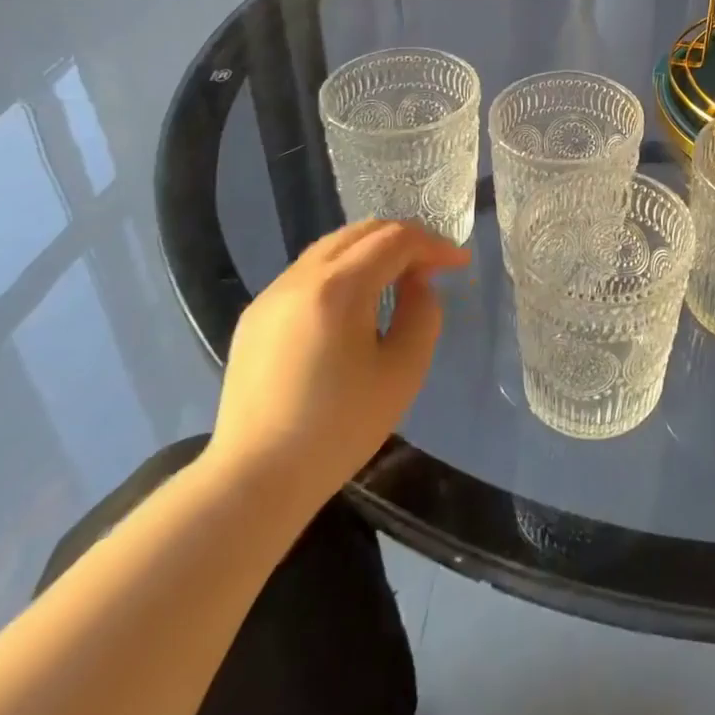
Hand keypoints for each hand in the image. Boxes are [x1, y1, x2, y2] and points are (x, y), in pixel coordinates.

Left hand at [205, 220, 468, 514]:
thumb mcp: (404, 370)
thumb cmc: (339, 428)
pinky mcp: (255, 316)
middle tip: (433, 265)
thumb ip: (423, 312)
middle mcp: (300, 278)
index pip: (396, 240)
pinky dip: (343, 269)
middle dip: (405, 239)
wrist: (254, 482)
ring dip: (373, 251)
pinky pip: (309, 272)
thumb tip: (417, 283)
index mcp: (338, 288)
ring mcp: (271, 294)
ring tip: (399, 278)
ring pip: (333, 247)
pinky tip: (356, 302)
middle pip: (362, 232)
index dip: (434, 245)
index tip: (460, 264)